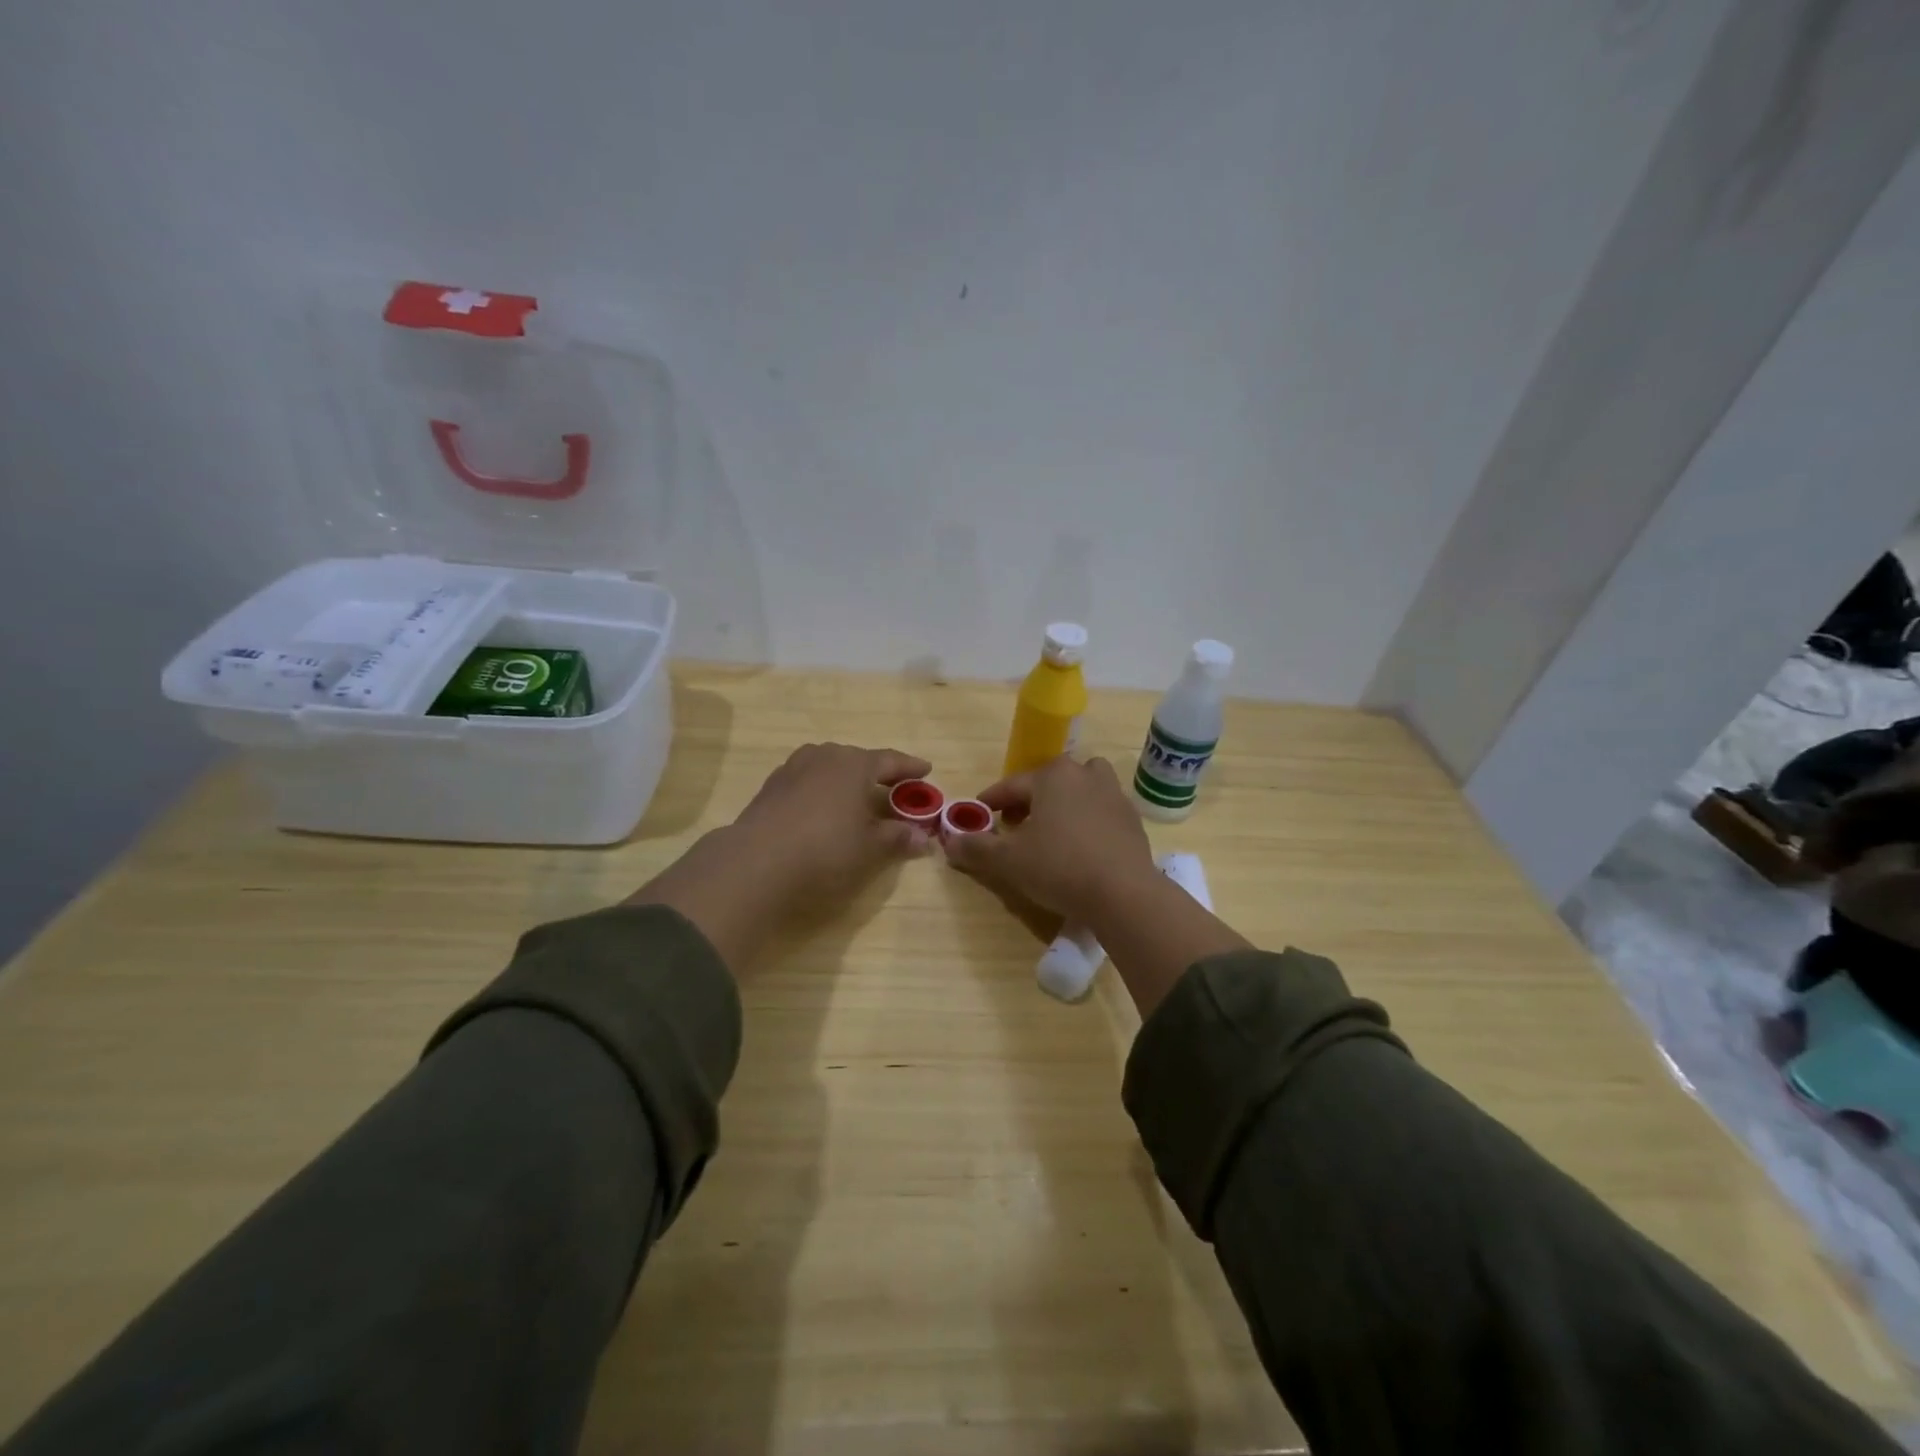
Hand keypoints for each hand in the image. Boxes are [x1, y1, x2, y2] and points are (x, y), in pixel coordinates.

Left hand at [730, 742, 934, 910]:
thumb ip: (897, 838)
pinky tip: (821, 810)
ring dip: (845, 780)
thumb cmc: (825, 850)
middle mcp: (824, 757)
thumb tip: (922, 837)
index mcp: (854, 764)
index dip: (910, 767)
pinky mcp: (770, 788)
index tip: (926, 770)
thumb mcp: (870, 849)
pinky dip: (821, 791)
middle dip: (876, 773)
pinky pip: (806, 782)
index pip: (890, 760)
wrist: (756, 863)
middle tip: (892, 788)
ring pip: (828, 767)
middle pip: (857, 760)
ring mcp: (792, 769)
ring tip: (855, 797)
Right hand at [943, 756, 1157, 925]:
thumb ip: (976, 847)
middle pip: (1048, 782)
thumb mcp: (1007, 860)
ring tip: (1052, 830)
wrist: (1123, 893)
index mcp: (1052, 775)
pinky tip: (1080, 847)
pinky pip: (1101, 811)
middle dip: (1028, 800)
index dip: (991, 801)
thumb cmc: (1058, 867)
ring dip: (1063, 803)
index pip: (1011, 785)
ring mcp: (1113, 794)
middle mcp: (1084, 775)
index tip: (979, 815)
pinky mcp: (1131, 819)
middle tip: (1014, 826)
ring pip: (1080, 789)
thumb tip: (949, 841)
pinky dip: (1087, 820)